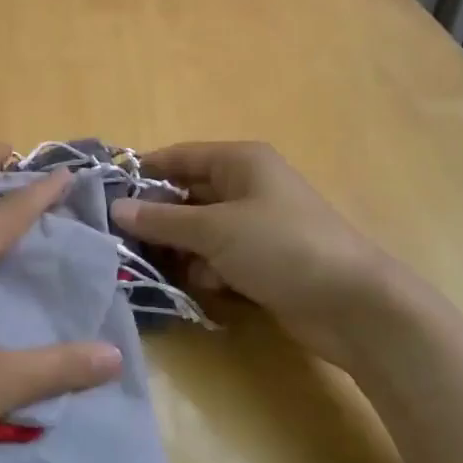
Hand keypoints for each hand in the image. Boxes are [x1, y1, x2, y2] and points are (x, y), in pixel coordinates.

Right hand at [114, 142, 389, 365]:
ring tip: (164, 271)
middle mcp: (247, 186)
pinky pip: (220, 257)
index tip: (107, 197)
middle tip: (124, 244)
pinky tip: (208, 288)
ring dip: (183, 251)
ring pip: (201, 231)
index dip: (145, 174)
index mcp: (240, 161)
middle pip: (188, 195)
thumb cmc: (281, 247)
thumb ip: (163, 220)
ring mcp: (257, 225)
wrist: (354, 306)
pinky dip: (209, 271)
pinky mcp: (264, 260)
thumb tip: (116, 209)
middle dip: (160, 220)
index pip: (179, 157)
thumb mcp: (215, 230)